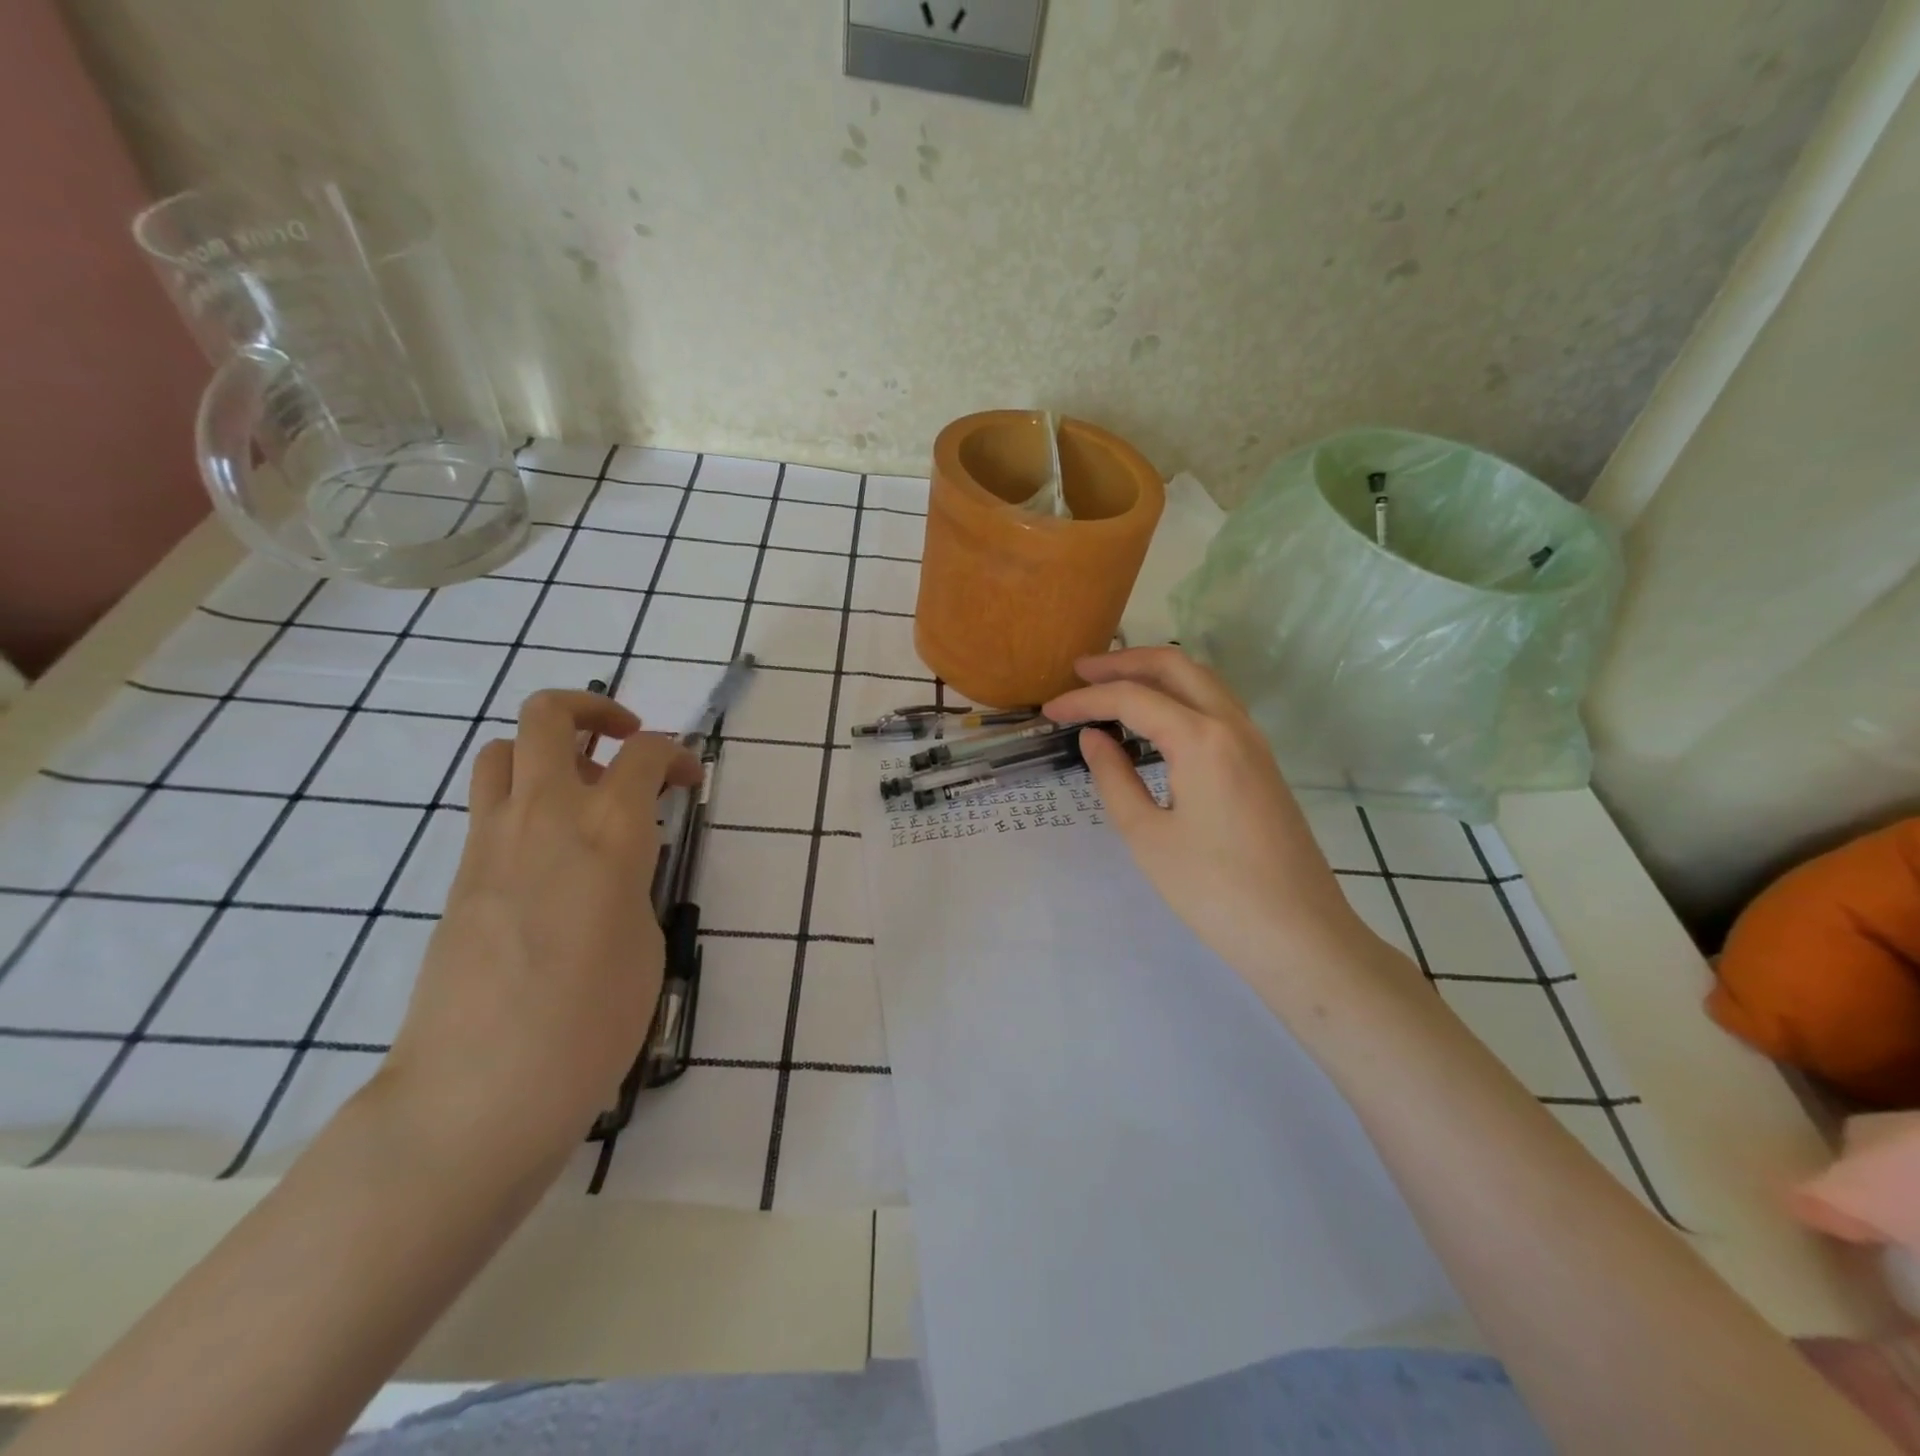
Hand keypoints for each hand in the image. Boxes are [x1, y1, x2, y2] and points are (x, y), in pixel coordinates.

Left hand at [377, 689, 701, 1172]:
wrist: (480, 1090)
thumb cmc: (592, 1021)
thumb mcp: (645, 940)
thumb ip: (634, 881)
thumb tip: (618, 864)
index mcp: (609, 831)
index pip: (645, 752)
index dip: (677, 755)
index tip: (691, 783)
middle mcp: (546, 816)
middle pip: (550, 715)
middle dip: (594, 709)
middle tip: (625, 742)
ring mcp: (491, 841)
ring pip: (503, 750)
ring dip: (548, 750)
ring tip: (583, 790)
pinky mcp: (460, 875)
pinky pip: (490, 805)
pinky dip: (524, 799)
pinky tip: (553, 852)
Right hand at [1045, 648, 1400, 1001]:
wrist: (1299, 935)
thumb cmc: (1214, 890)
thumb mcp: (1147, 836)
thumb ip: (1114, 777)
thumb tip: (1094, 737)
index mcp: (1201, 738)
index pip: (1132, 699)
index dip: (1085, 700)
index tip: (1049, 712)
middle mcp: (1232, 725)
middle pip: (1175, 667)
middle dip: (1124, 663)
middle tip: (1080, 672)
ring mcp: (1254, 742)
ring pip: (1202, 682)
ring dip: (1155, 676)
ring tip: (1112, 688)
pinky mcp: (1261, 764)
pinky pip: (1216, 708)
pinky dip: (1179, 698)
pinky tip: (1156, 722)